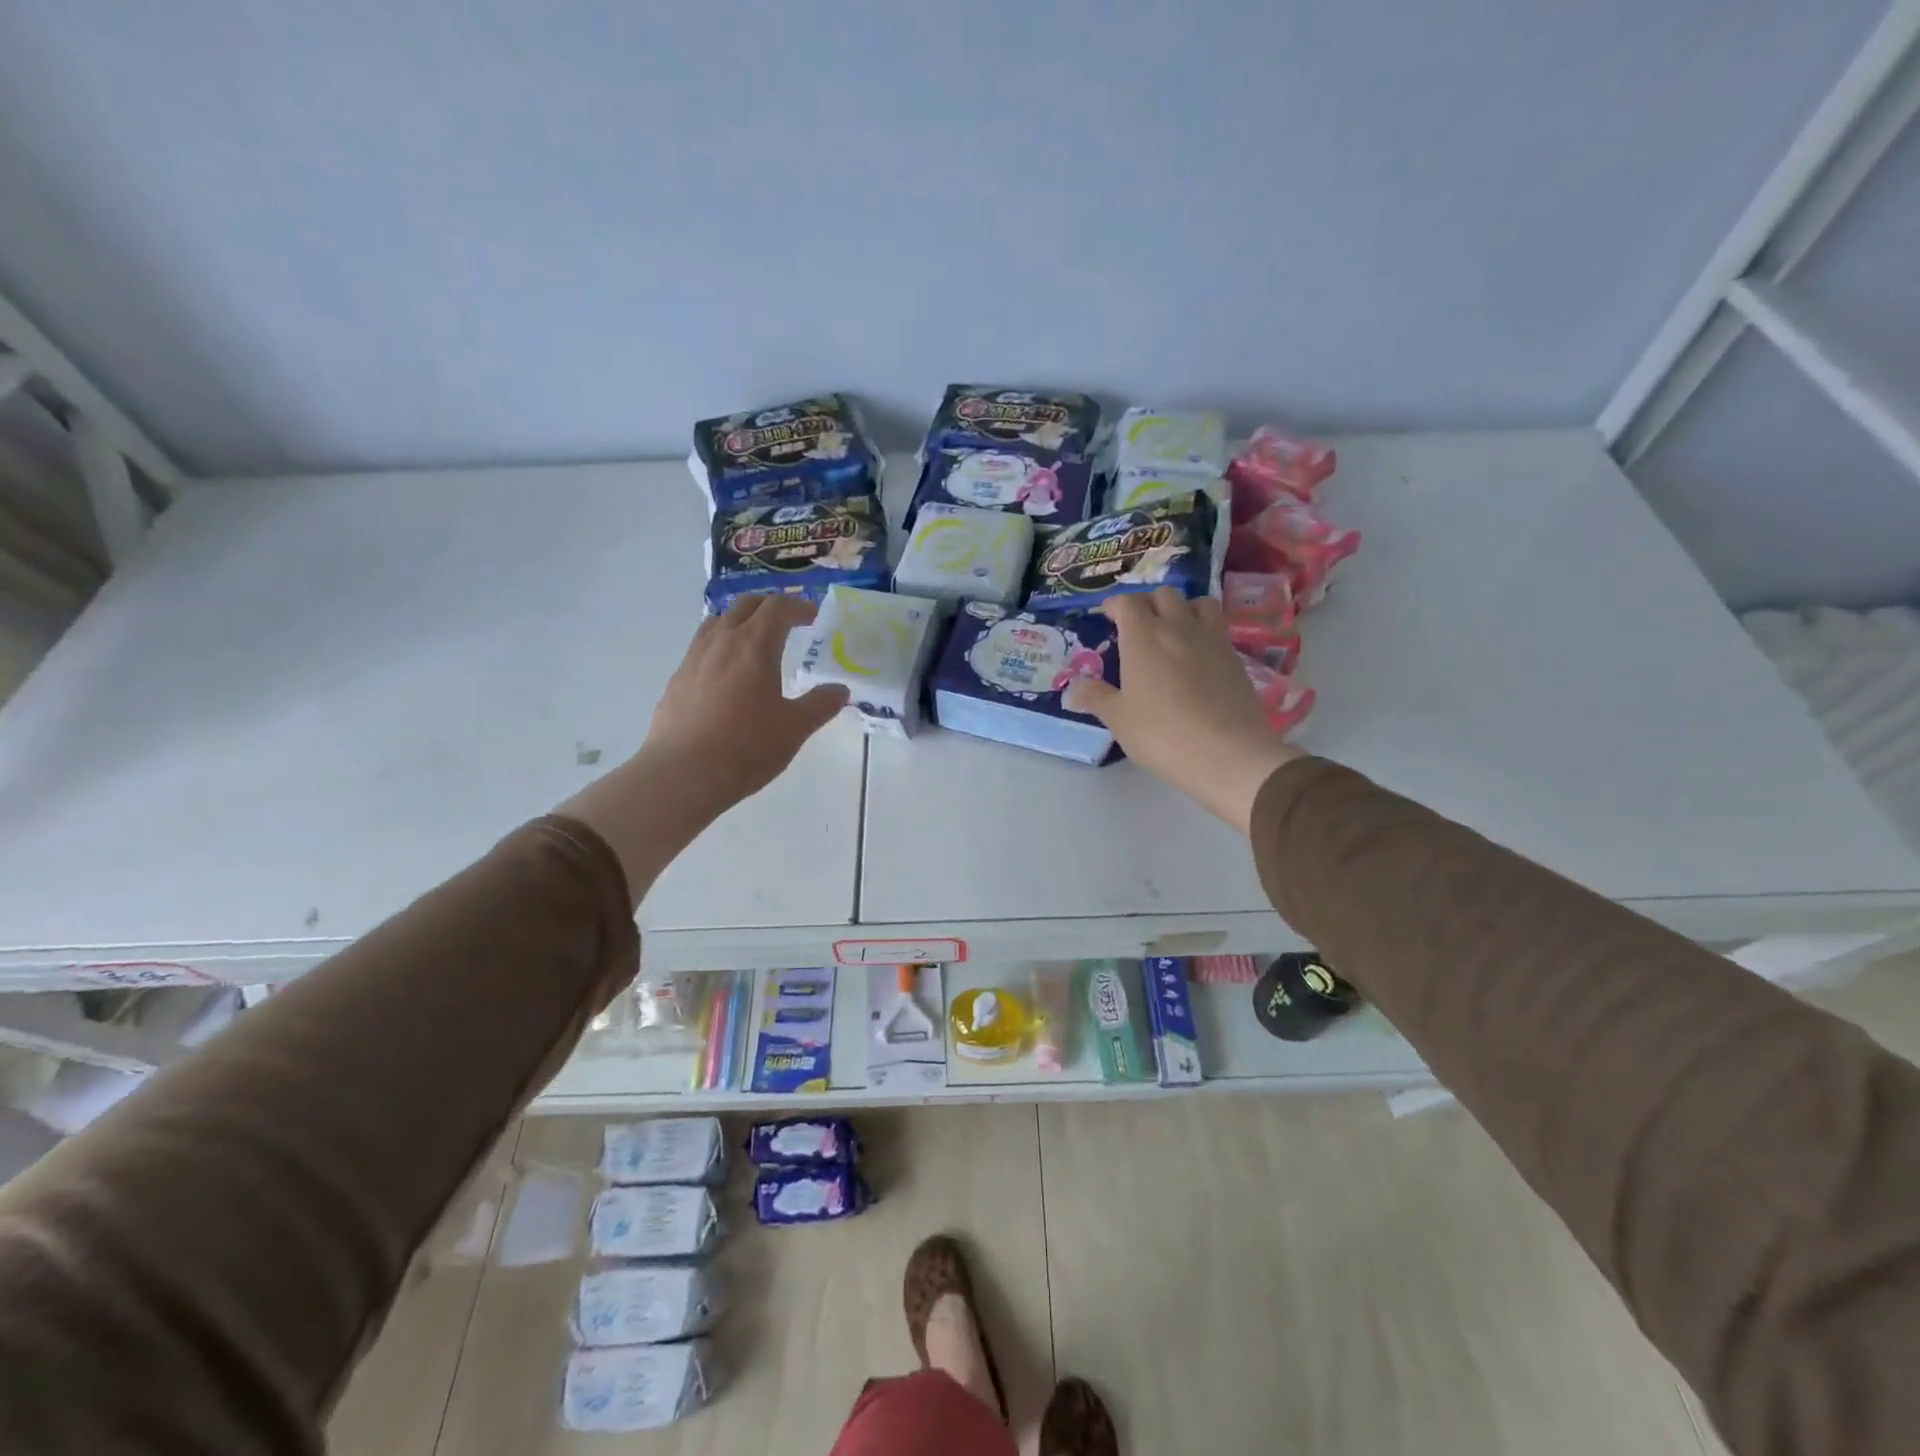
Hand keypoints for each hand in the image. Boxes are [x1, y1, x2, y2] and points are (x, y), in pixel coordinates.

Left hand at [641, 595, 849, 811]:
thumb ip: (820, 705)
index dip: (798, 606)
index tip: (812, 615)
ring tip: (753, 640)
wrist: (683, 774)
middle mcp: (721, 642)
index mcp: (754, 645)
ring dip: (739, 621)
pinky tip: (725, 674)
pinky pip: (700, 648)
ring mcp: (693, 659)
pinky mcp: (676, 680)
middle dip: (769, 606)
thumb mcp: (795, 728)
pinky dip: (719, 647)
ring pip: (717, 622)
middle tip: (786, 620)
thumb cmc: (747, 746)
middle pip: (744, 606)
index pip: (777, 608)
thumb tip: (839, 690)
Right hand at [1064, 589, 1301, 833]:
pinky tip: (1198, 655)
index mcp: (1143, 636)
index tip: (1108, 616)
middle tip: (1138, 625)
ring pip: (1198, 603)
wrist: (1226, 752)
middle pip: (1164, 595)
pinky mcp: (1236, 656)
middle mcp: (1178, 626)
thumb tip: (1073, 687)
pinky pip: (1218, 628)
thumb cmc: (1161, 733)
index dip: (1115, 605)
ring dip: (1183, 609)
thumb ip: (1095, 697)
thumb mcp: (1118, 719)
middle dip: (1148, 603)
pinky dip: (1204, 630)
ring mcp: (1211, 638)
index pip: (1128, 602)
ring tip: (1174, 630)